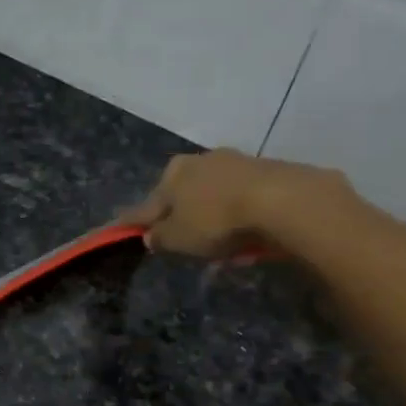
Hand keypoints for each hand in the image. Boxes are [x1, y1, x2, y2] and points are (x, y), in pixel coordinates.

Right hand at [120, 150, 351, 258]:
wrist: (281, 200)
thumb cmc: (215, 220)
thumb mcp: (177, 238)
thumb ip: (160, 238)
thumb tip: (151, 235)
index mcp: (173, 173)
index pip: (147, 203)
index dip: (136, 220)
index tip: (124, 228)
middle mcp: (201, 160)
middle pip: (183, 195)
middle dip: (181, 216)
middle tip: (182, 241)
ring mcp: (236, 162)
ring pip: (214, 196)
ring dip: (212, 217)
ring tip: (218, 245)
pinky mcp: (267, 171)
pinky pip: (242, 200)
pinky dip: (238, 216)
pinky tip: (244, 236)